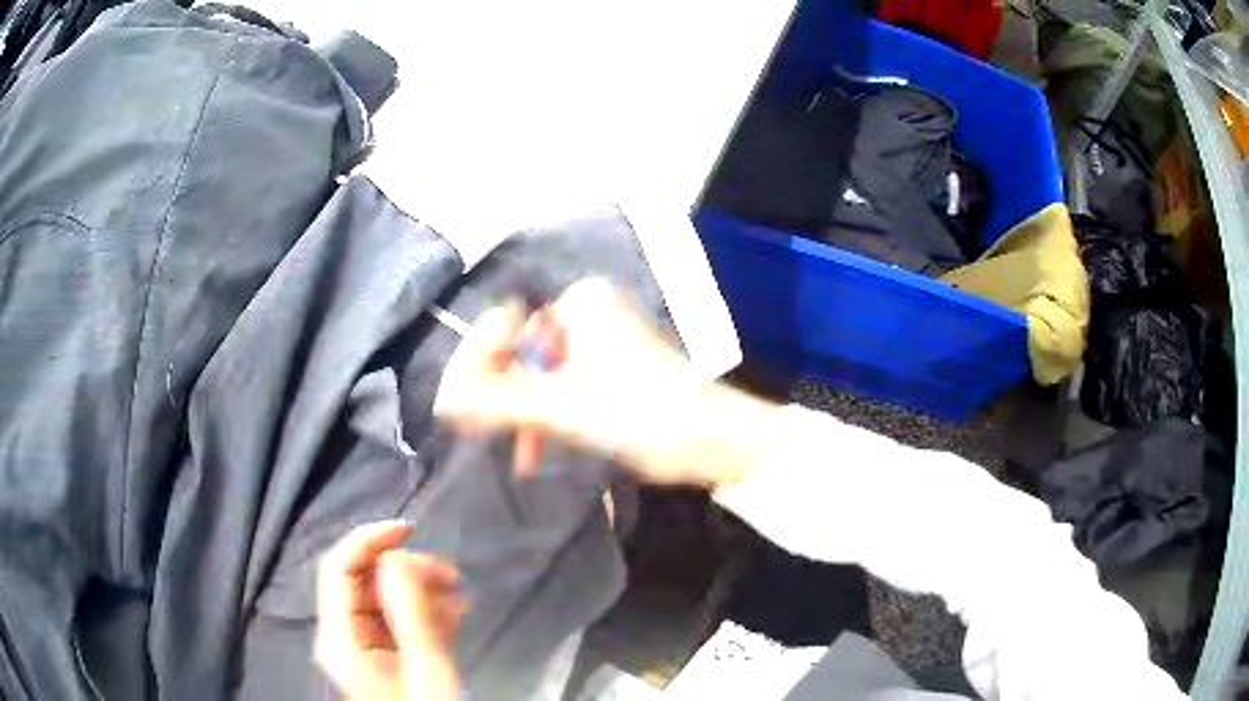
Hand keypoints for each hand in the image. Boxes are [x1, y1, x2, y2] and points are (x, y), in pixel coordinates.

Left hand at [315, 522, 465, 700]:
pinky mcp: (379, 653)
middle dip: (405, 569)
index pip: (339, 568)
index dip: (369, 539)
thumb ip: (409, 613)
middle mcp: (342, 634)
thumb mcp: (427, 668)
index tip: (413, 529)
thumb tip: (398, 556)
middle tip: (451, 576)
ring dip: (419, 590)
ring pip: (381, 597)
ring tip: (458, 600)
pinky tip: (451, 617)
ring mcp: (360, 644)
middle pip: (362, 580)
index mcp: (340, 637)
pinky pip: (394, 618)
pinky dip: (421, 610)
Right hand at [434, 278, 772, 487]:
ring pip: (539, 381)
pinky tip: (532, 456)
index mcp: (580, 304)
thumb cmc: (641, 410)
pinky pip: (560, 396)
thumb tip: (445, 399)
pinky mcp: (607, 383)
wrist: (709, 442)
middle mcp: (587, 318)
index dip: (480, 362)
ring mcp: (598, 351)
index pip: (506, 324)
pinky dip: (546, 424)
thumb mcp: (562, 404)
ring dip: (524, 418)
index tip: (463, 402)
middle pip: (521, 355)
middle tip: (484, 432)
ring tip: (518, 455)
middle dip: (504, 398)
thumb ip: (498, 400)